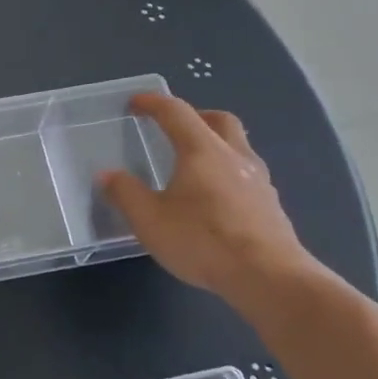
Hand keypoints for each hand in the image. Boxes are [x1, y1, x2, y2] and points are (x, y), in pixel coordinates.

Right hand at [100, 94, 320, 308]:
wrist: (268, 276)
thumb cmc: (202, 241)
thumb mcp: (149, 220)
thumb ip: (125, 193)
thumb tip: (107, 174)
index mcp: (202, 150)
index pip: (176, 113)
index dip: (153, 103)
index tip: (136, 102)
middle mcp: (234, 156)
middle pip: (219, 120)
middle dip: (195, 116)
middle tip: (174, 127)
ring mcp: (259, 180)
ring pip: (238, 146)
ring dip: (216, 143)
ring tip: (195, 163)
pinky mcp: (270, 205)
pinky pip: (247, 173)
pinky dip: (228, 171)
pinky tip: (216, 197)